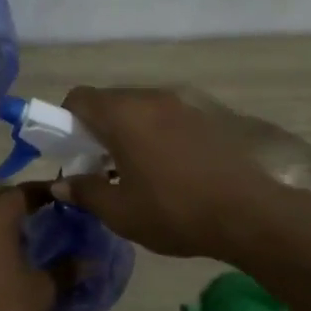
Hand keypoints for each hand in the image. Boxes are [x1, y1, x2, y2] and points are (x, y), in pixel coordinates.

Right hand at [56, 86, 282, 259]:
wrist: (249, 213)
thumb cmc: (175, 211)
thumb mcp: (121, 212)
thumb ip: (85, 192)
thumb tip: (61, 185)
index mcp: (123, 115)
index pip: (79, 98)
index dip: (65, 120)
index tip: (70, 151)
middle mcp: (151, 98)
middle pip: (110, 101)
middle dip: (97, 128)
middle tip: (100, 167)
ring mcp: (183, 104)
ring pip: (140, 108)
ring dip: (128, 131)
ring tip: (135, 171)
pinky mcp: (207, 115)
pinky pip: (167, 116)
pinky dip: (155, 134)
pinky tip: (167, 169)